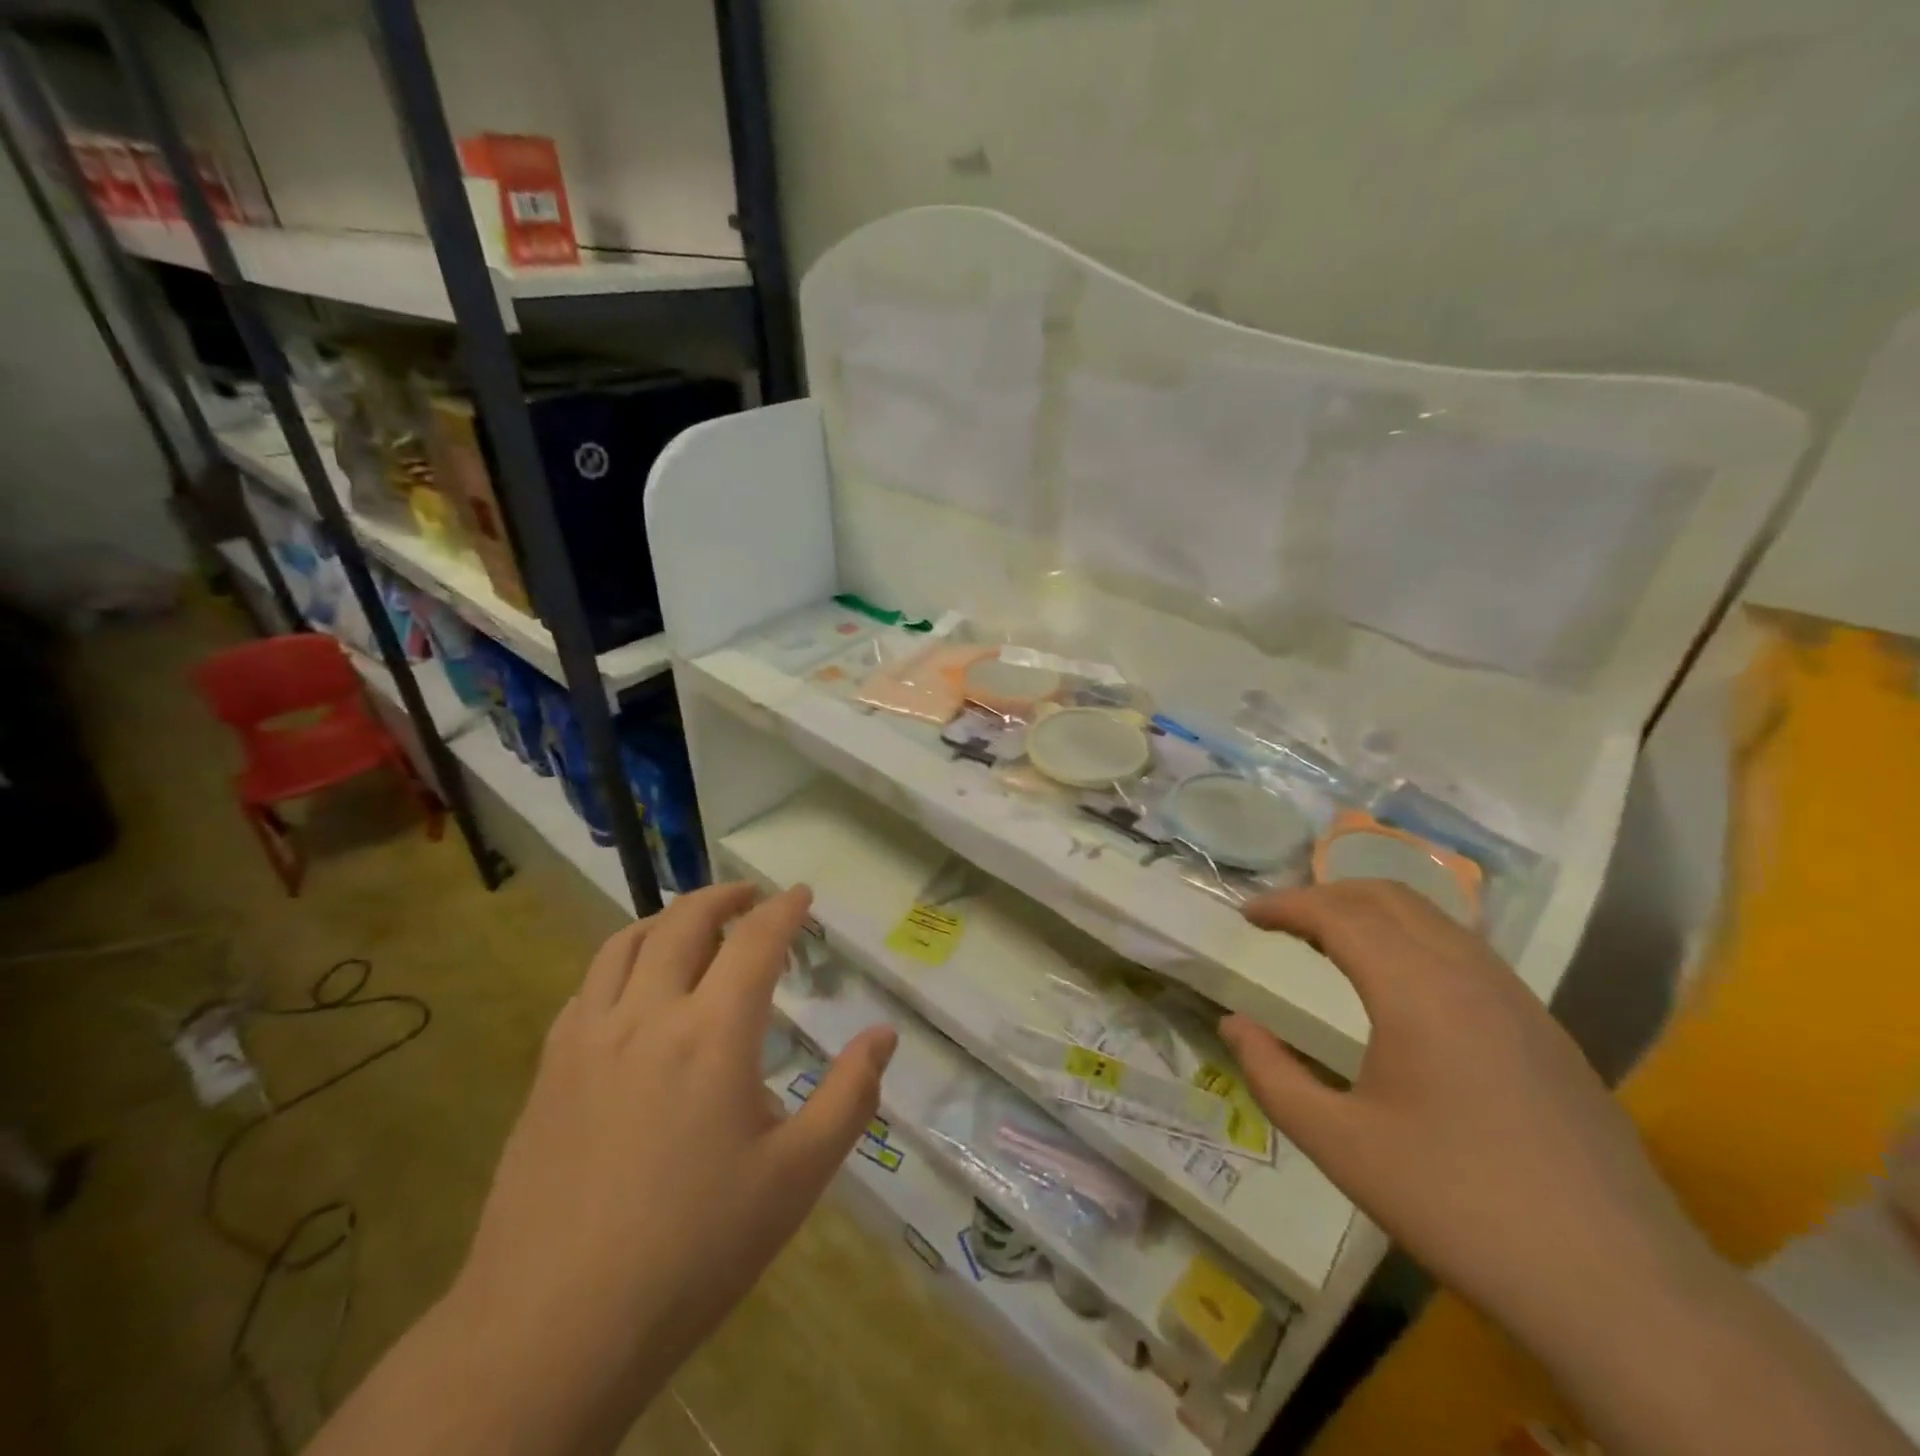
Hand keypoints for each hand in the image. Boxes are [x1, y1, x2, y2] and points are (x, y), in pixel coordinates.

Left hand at [451, 883, 895, 1433]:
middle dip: (723, 897)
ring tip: (692, 924)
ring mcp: (588, 1039)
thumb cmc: (694, 1250)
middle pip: (684, 922)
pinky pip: (588, 986)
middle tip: (751, 897)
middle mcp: (648, 1015)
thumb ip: (849, 1096)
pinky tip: (632, 988)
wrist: (554, 1328)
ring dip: (666, 918)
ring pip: (625, 943)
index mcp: (713, 1033)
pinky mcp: (549, 1070)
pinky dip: (620, 961)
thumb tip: (883, 1035)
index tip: (801, 894)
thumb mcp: (796, 1178)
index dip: (783, 909)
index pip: (755, 941)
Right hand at [1220, 880, 1713, 1345]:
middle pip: (1387, 896)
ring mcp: (1516, 997)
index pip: (1338, 914)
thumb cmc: (1457, 1205)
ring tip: (1330, 942)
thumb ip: (1272, 1074)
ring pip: (1432, 917)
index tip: (1246, 914)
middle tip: (1282, 920)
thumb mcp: (1339, 1144)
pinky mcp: (1544, 1027)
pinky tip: (1399, 984)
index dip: (1285, 905)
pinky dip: (1412, 938)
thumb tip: (1233, 1024)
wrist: (1620, 1288)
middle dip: (1325, 895)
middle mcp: (1468, 973)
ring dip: (1372, 912)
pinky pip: (1465, 950)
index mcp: (1415, 990)